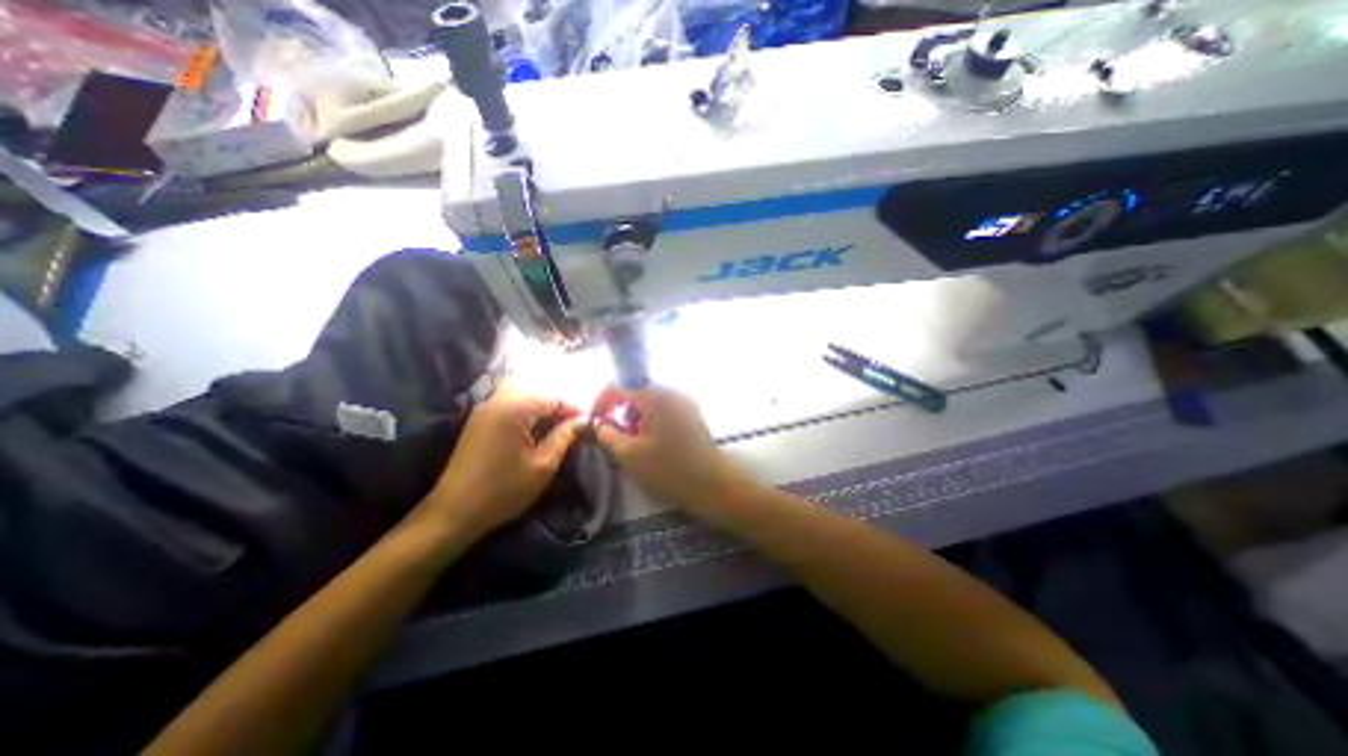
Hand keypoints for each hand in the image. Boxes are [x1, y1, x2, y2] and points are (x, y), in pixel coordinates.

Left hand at [423, 389, 581, 535]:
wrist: (454, 513)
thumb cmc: (504, 490)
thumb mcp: (543, 465)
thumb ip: (564, 437)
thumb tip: (583, 420)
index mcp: (513, 408)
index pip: (553, 398)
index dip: (573, 410)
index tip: (588, 425)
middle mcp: (497, 401)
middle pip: (538, 396)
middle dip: (558, 410)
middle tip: (574, 429)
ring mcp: (485, 410)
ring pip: (524, 400)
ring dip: (543, 413)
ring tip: (557, 432)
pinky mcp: (479, 421)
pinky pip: (510, 408)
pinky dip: (527, 416)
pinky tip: (535, 434)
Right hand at [593, 384, 754, 514]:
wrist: (712, 485)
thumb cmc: (668, 470)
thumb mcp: (629, 455)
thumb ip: (608, 435)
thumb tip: (602, 424)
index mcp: (656, 396)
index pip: (620, 386)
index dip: (601, 401)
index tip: (594, 421)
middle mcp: (672, 392)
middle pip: (636, 393)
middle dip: (620, 412)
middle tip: (615, 437)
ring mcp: (685, 403)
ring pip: (650, 403)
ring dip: (635, 418)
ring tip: (634, 444)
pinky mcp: (691, 415)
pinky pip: (663, 411)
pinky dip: (651, 422)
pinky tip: (651, 444)